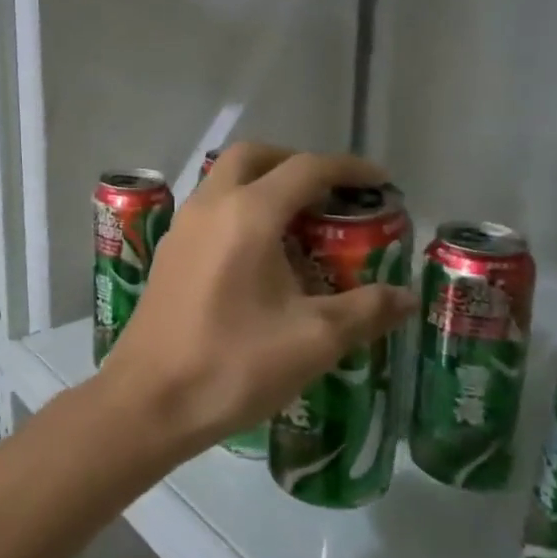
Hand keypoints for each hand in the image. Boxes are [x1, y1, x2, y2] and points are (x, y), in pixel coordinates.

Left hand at [99, 144, 415, 457]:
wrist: (149, 400)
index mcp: (247, 214)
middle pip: (253, 156)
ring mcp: (182, 228)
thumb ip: (366, 310)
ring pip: (224, 180)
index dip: (348, 169)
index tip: (380, 182)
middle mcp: (209, 206)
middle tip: (329, 192)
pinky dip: (239, 209)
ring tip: (300, 222)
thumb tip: (407, 296)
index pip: (305, 168)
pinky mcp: (168, 253)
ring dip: (263, 183)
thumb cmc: (234, 364)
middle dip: (295, 162)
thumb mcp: (313, 340)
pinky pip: (209, 209)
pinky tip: (260, 255)